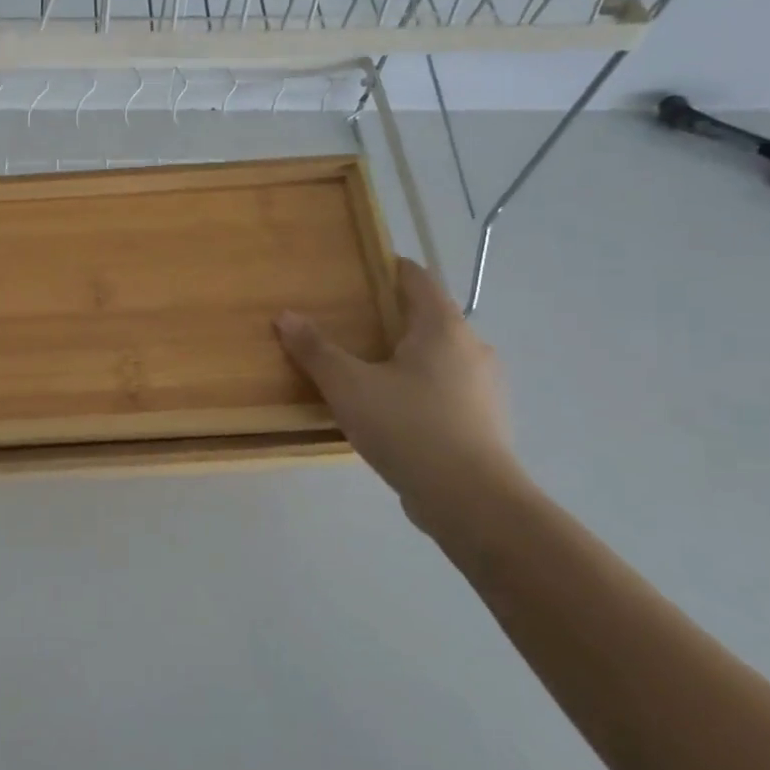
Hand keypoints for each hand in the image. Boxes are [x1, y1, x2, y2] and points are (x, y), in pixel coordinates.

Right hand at [275, 258, 522, 525]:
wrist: (471, 500)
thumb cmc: (408, 426)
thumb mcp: (348, 385)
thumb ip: (315, 349)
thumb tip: (285, 315)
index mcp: (443, 328)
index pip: (417, 279)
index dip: (388, 268)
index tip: (357, 271)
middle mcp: (472, 348)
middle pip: (428, 317)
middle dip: (390, 316)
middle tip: (348, 323)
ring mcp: (483, 387)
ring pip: (438, 356)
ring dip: (405, 355)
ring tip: (364, 368)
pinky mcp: (483, 420)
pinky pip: (444, 388)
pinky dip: (418, 386)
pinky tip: (390, 409)